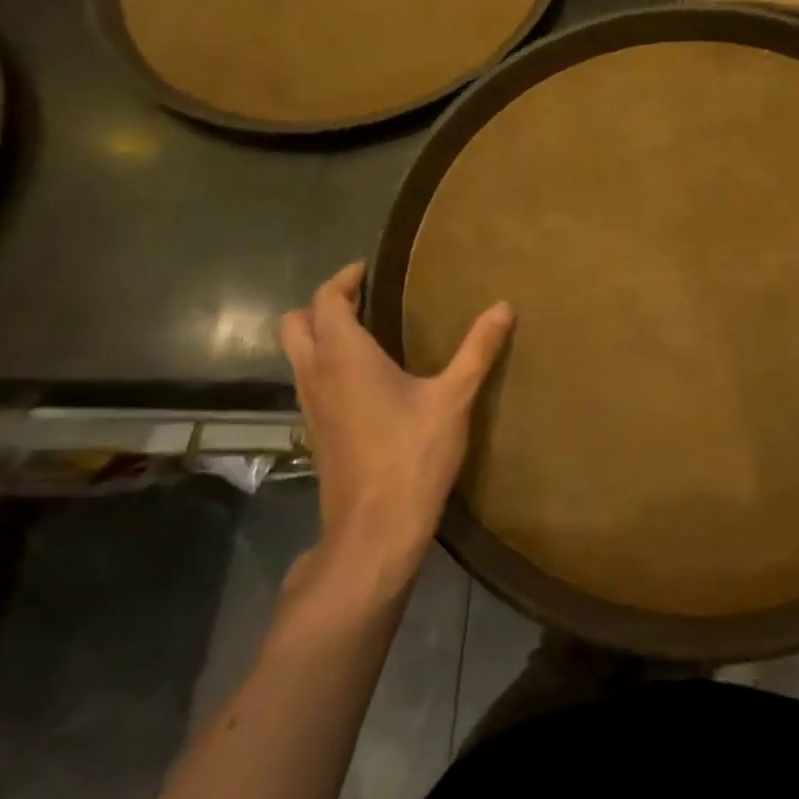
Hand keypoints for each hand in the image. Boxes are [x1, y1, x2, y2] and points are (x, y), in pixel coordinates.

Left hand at [279, 264, 513, 603]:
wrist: (374, 529)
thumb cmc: (412, 454)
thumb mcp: (454, 398)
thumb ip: (477, 349)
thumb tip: (504, 307)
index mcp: (344, 356)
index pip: (326, 300)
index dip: (343, 279)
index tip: (368, 269)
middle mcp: (317, 374)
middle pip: (294, 324)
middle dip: (322, 304)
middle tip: (364, 299)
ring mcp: (310, 406)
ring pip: (297, 354)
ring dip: (320, 335)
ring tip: (367, 332)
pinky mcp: (316, 432)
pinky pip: (309, 381)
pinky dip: (326, 364)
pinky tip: (366, 379)